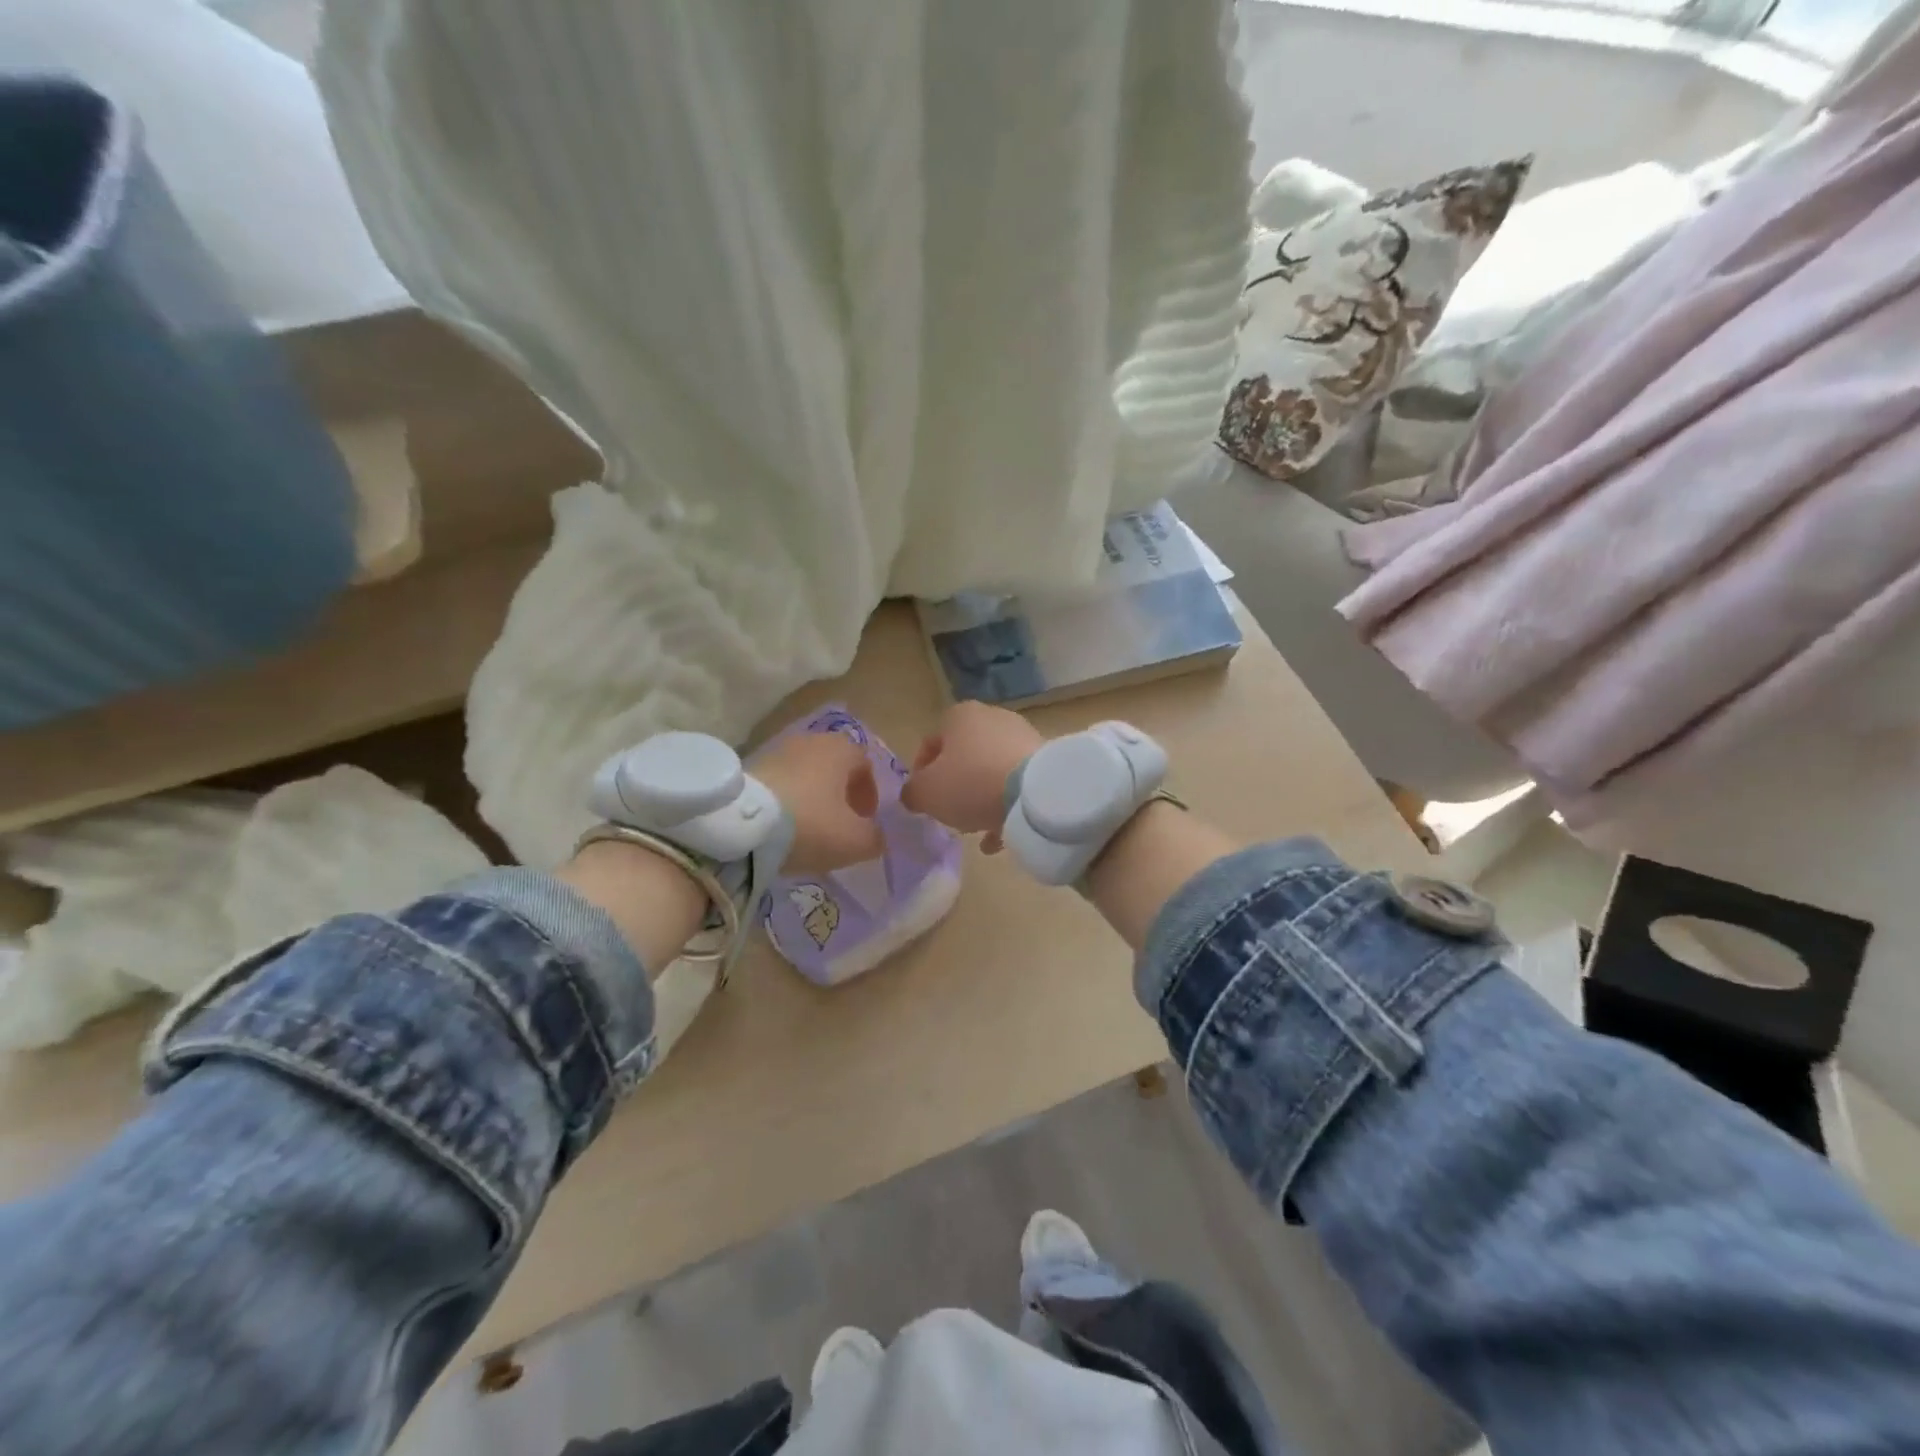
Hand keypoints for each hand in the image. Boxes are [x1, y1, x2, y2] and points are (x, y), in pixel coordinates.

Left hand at [752, 730, 884, 873]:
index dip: (869, 795)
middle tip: (838, 824)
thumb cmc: (810, 825)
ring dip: (811, 797)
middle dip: (839, 794)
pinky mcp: (749, 765)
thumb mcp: (855, 841)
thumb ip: (875, 838)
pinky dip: (785, 800)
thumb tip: (875, 836)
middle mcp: (811, 740)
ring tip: (806, 828)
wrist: (741, 825)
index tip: (864, 821)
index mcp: (842, 749)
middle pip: (834, 767)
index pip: (865, 766)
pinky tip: (779, 826)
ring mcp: (777, 750)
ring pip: (805, 774)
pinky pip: (778, 782)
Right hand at [900, 702, 1044, 852]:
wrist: (1036, 792)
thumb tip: (913, 795)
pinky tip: (998, 837)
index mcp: (959, 716)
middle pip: (963, 757)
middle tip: (949, 813)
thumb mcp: (927, 793)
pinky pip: (1016, 785)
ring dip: (981, 799)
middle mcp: (991, 718)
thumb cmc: (972, 783)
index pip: (930, 743)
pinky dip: (1005, 807)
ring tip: (975, 827)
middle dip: (954, 786)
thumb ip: (912, 793)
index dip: (920, 774)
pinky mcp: (1044, 760)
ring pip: (991, 771)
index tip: (922, 800)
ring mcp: (1022, 737)